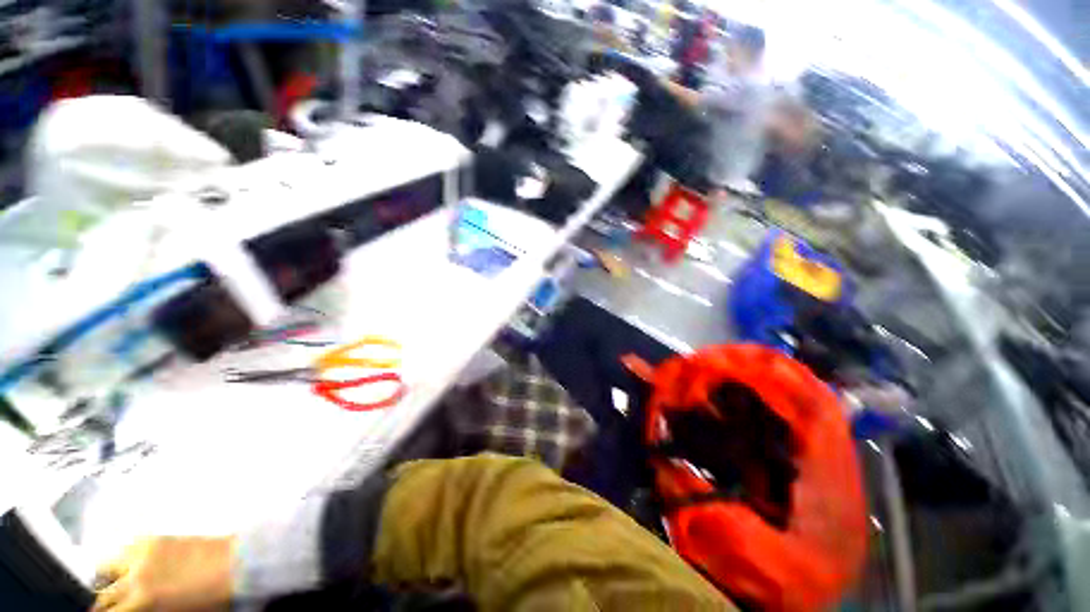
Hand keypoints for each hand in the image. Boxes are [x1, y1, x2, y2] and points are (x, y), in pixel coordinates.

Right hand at [93, 537, 235, 610]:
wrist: (239, 564)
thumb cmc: (210, 599)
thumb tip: (126, 611)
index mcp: (142, 601)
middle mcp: (135, 575)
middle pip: (100, 594)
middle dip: (100, 603)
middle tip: (107, 608)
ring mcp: (142, 552)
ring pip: (105, 567)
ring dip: (104, 580)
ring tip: (112, 589)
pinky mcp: (153, 537)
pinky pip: (124, 549)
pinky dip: (120, 561)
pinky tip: (128, 570)